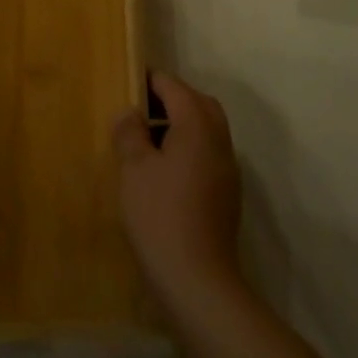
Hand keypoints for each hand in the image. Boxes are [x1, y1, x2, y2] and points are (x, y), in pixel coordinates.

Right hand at [114, 72, 242, 300]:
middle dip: (174, 98)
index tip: (131, 79)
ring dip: (183, 124)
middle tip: (142, 107)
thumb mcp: (134, 169)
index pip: (176, 89)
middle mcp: (219, 142)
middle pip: (200, 104)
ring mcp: (227, 170)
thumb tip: (130, 113)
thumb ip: (130, 134)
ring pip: (209, 130)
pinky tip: (165, 169)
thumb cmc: (160, 215)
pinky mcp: (227, 194)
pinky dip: (190, 147)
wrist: (196, 278)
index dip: (153, 81)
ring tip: (149, 138)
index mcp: (198, 128)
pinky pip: (209, 154)